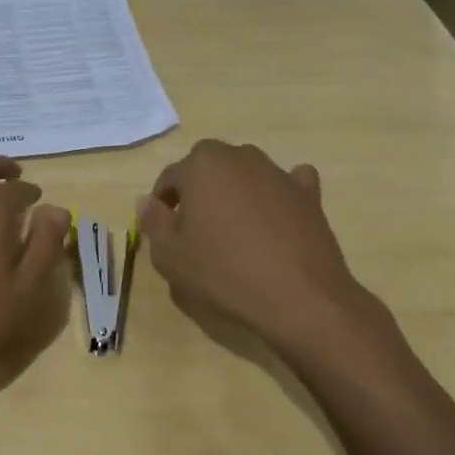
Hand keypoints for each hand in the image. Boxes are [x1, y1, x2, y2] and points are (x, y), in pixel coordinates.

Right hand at [136, 140, 399, 368]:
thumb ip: (153, 222)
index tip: (165, 231)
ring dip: (235, 193)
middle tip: (197, 229)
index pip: (170, 178)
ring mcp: (278, 172)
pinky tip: (276, 219)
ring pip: (245, 175)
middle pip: (208, 169)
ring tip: (235, 230)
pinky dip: (278, 196)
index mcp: (201, 164)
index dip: (163, 204)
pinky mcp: (309, 194)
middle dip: (199, 191)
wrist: (299, 298)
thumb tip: (145, 201)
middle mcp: (240, 156)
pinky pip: (286, 185)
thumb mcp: (170, 255)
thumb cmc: (223, 272)